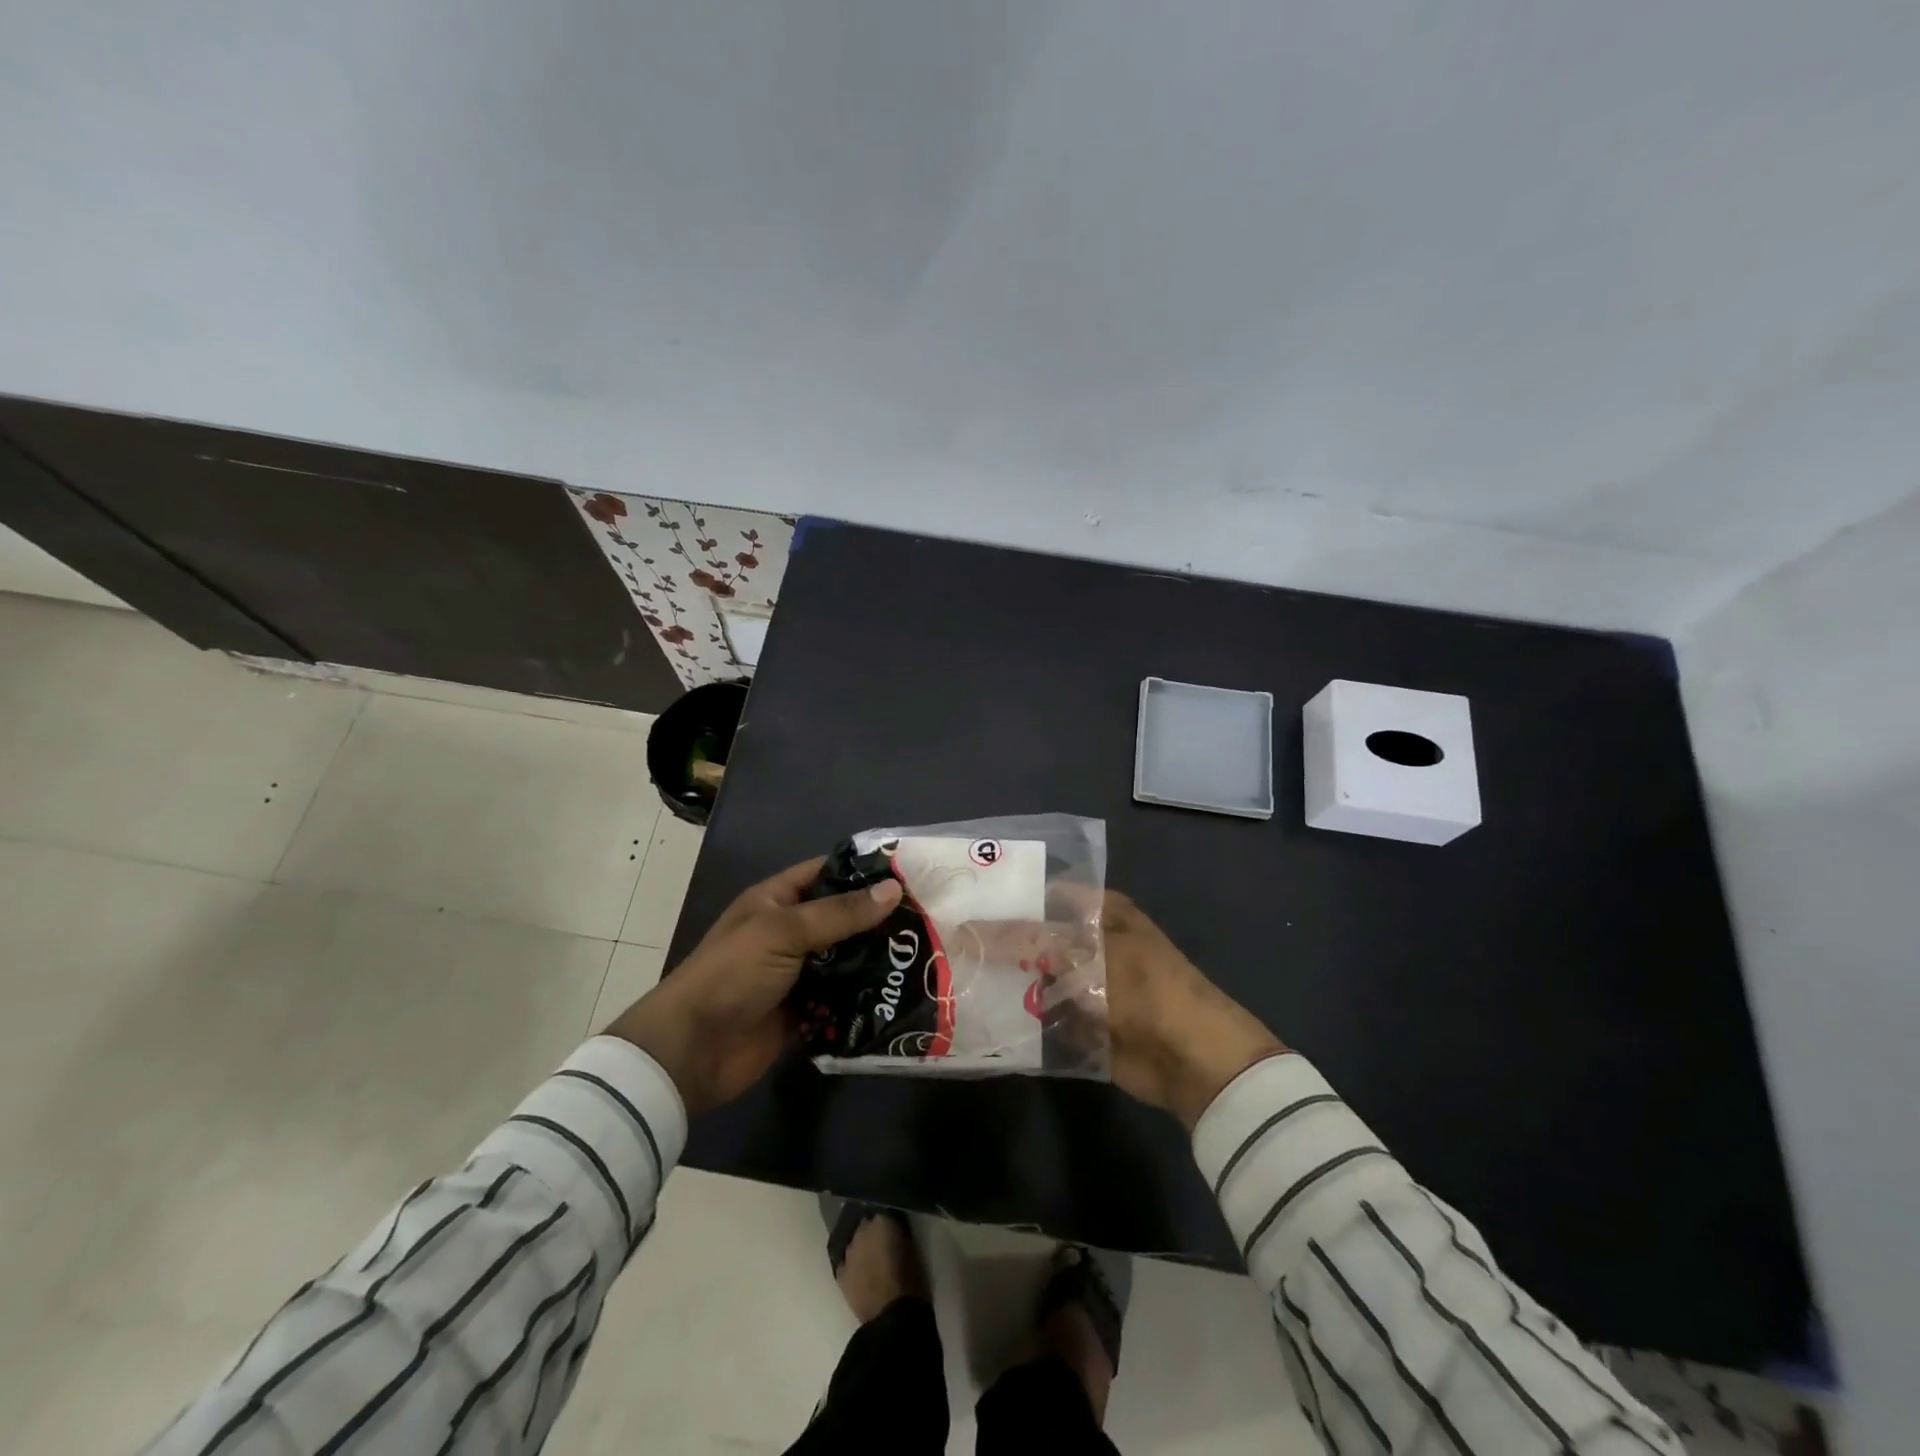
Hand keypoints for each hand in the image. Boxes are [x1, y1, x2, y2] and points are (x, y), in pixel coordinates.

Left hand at [605, 859, 901, 1114]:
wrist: (691, 1051)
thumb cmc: (732, 974)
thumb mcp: (784, 932)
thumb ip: (839, 913)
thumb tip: (893, 890)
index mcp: (776, 902)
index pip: (825, 873)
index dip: (862, 871)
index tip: (909, 874)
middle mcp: (789, 933)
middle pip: (841, 919)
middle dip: (878, 920)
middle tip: (928, 919)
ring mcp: (797, 975)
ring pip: (845, 960)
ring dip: (875, 961)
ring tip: (924, 957)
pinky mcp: (804, 1012)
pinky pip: (841, 1000)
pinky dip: (864, 998)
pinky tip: (900, 996)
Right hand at [959, 890, 1284, 1128]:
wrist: (1189, 1058)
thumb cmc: (1141, 987)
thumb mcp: (1082, 953)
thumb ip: (1024, 940)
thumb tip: (968, 929)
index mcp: (1099, 912)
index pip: (1041, 896)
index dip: (1005, 899)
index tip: (960, 904)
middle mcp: (1090, 944)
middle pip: (1034, 939)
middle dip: (997, 944)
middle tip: (944, 944)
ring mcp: (1085, 986)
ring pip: (1034, 978)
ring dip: (1003, 983)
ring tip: (950, 978)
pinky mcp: (1081, 1024)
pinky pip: (1041, 1016)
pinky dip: (1018, 1018)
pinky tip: (977, 1016)